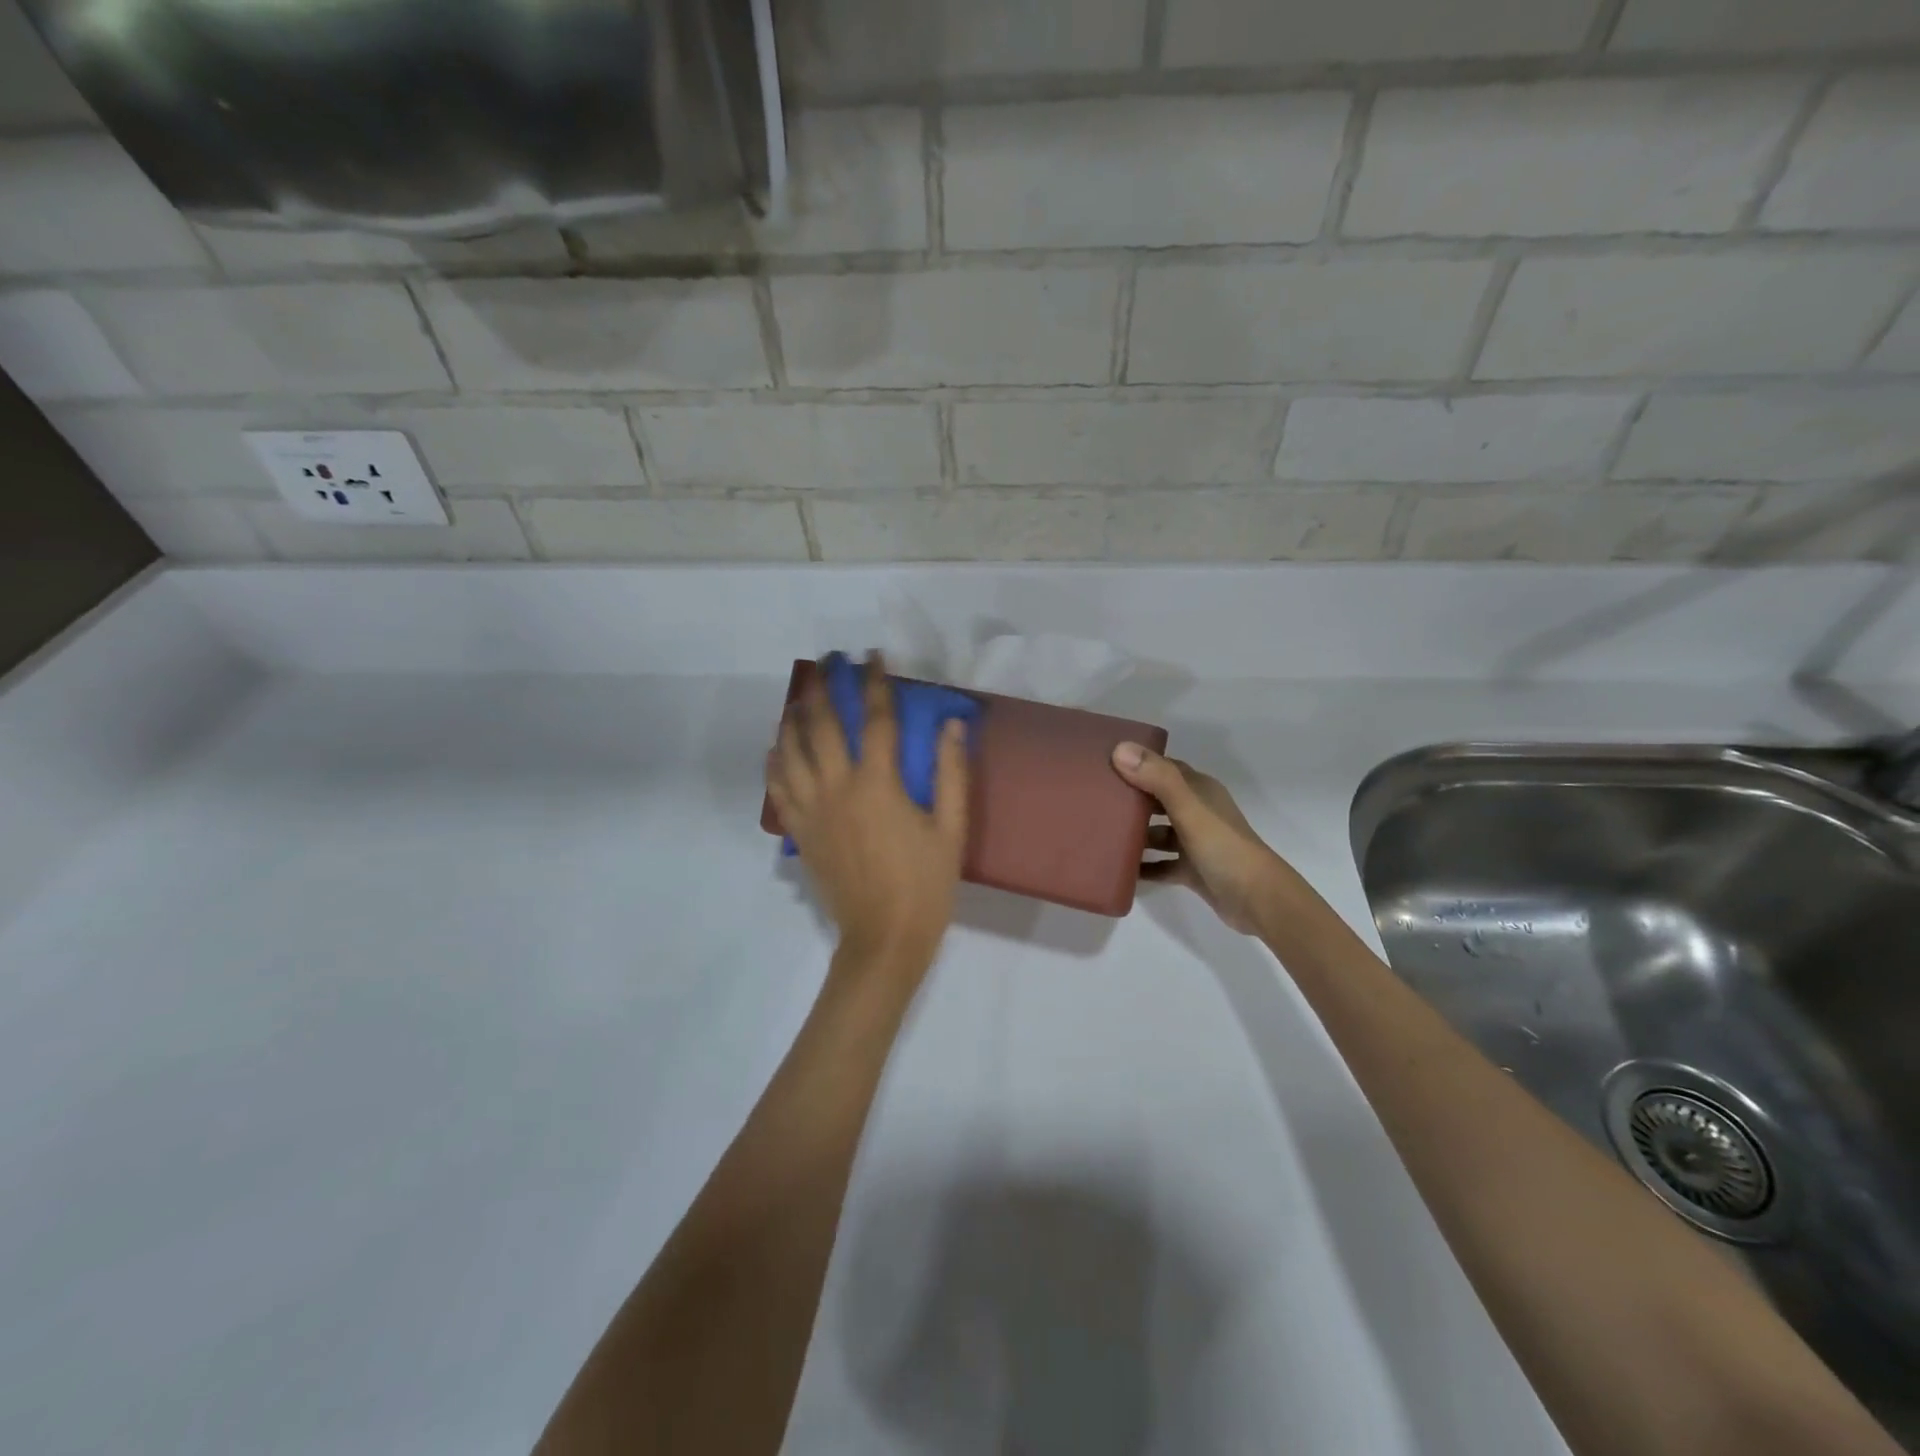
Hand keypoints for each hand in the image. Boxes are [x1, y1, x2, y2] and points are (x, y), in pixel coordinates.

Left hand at [768, 653, 969, 966]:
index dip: (875, 683)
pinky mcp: (800, 832)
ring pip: (791, 751)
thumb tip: (951, 724)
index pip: (876, 719)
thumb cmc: (925, 884)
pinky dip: (774, 762)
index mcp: (878, 784)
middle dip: (825, 687)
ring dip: (794, 718)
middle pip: (822, 725)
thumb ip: (951, 772)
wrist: (884, 937)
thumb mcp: (951, 829)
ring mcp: (812, 810)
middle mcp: (838, 787)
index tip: (873, 657)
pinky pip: (778, 788)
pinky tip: (777, 747)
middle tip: (827, 662)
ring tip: (800, 697)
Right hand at [1112, 742, 1286, 934]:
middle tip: (1093, 800)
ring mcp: (1195, 843)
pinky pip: (1160, 864)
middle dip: (1130, 799)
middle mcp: (1198, 812)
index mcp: (1200, 791)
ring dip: (1134, 834)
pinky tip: (1119, 870)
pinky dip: (1143, 866)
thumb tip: (1119, 749)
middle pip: (1157, 800)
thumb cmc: (1224, 848)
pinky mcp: (1192, 870)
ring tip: (1100, 835)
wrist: (1258, 900)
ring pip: (1158, 833)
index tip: (1103, 764)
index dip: (1136, 763)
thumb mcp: (1189, 810)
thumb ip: (1157, 779)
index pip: (1163, 768)